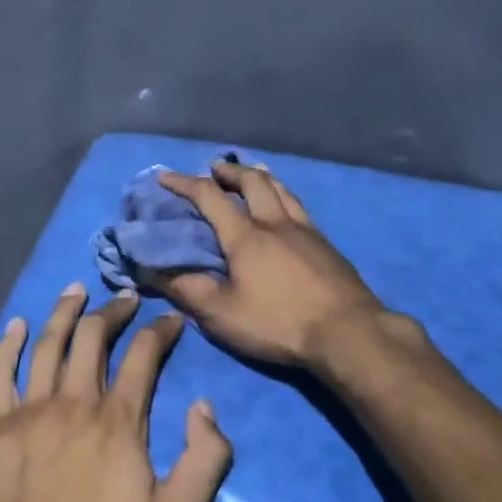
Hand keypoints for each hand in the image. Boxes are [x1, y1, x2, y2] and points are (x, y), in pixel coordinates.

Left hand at [0, 284, 233, 501]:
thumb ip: (205, 461)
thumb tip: (204, 406)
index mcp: (118, 420)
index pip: (144, 355)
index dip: (160, 330)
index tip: (170, 320)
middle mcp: (74, 402)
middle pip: (94, 338)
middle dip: (113, 311)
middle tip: (125, 298)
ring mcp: (28, 412)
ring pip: (47, 345)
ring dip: (65, 313)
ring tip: (76, 290)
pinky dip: (7, 346)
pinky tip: (16, 325)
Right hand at [156, 161, 384, 372]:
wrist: (347, 331)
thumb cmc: (279, 322)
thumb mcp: (222, 315)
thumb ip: (188, 290)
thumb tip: (153, 270)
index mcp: (246, 235)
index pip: (209, 196)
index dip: (184, 183)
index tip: (165, 176)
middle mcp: (275, 222)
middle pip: (252, 181)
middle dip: (229, 171)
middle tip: (214, 169)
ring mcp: (306, 229)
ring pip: (280, 188)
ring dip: (260, 176)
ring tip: (251, 173)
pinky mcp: (326, 243)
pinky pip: (298, 205)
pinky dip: (283, 194)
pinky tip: (286, 206)